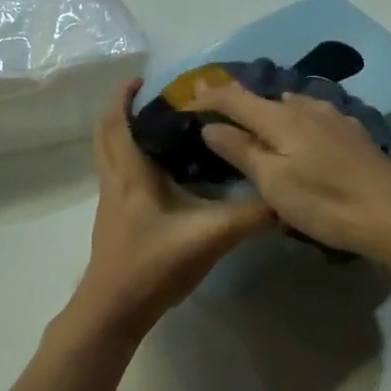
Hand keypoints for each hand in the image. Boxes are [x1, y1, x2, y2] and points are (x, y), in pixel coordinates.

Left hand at [70, 79, 273, 341]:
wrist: (114, 310)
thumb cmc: (154, 264)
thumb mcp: (210, 237)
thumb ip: (249, 217)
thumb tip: (284, 199)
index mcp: (130, 174)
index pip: (117, 123)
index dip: (123, 97)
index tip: (142, 79)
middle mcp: (114, 181)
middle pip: (106, 134)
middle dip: (123, 111)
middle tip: (153, 100)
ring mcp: (110, 201)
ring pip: (109, 155)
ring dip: (126, 135)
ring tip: (161, 128)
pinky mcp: (114, 219)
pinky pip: (117, 174)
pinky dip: (131, 159)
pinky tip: (162, 172)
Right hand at [188, 80, 390, 262]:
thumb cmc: (325, 202)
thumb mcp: (273, 183)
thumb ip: (241, 151)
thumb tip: (210, 126)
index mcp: (281, 118)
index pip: (234, 97)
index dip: (208, 97)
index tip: (185, 101)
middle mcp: (306, 107)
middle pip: (263, 98)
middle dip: (237, 103)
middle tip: (216, 116)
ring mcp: (333, 117)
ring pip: (290, 106)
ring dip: (268, 112)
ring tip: (255, 128)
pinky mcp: (352, 133)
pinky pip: (312, 117)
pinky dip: (293, 122)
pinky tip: (299, 139)